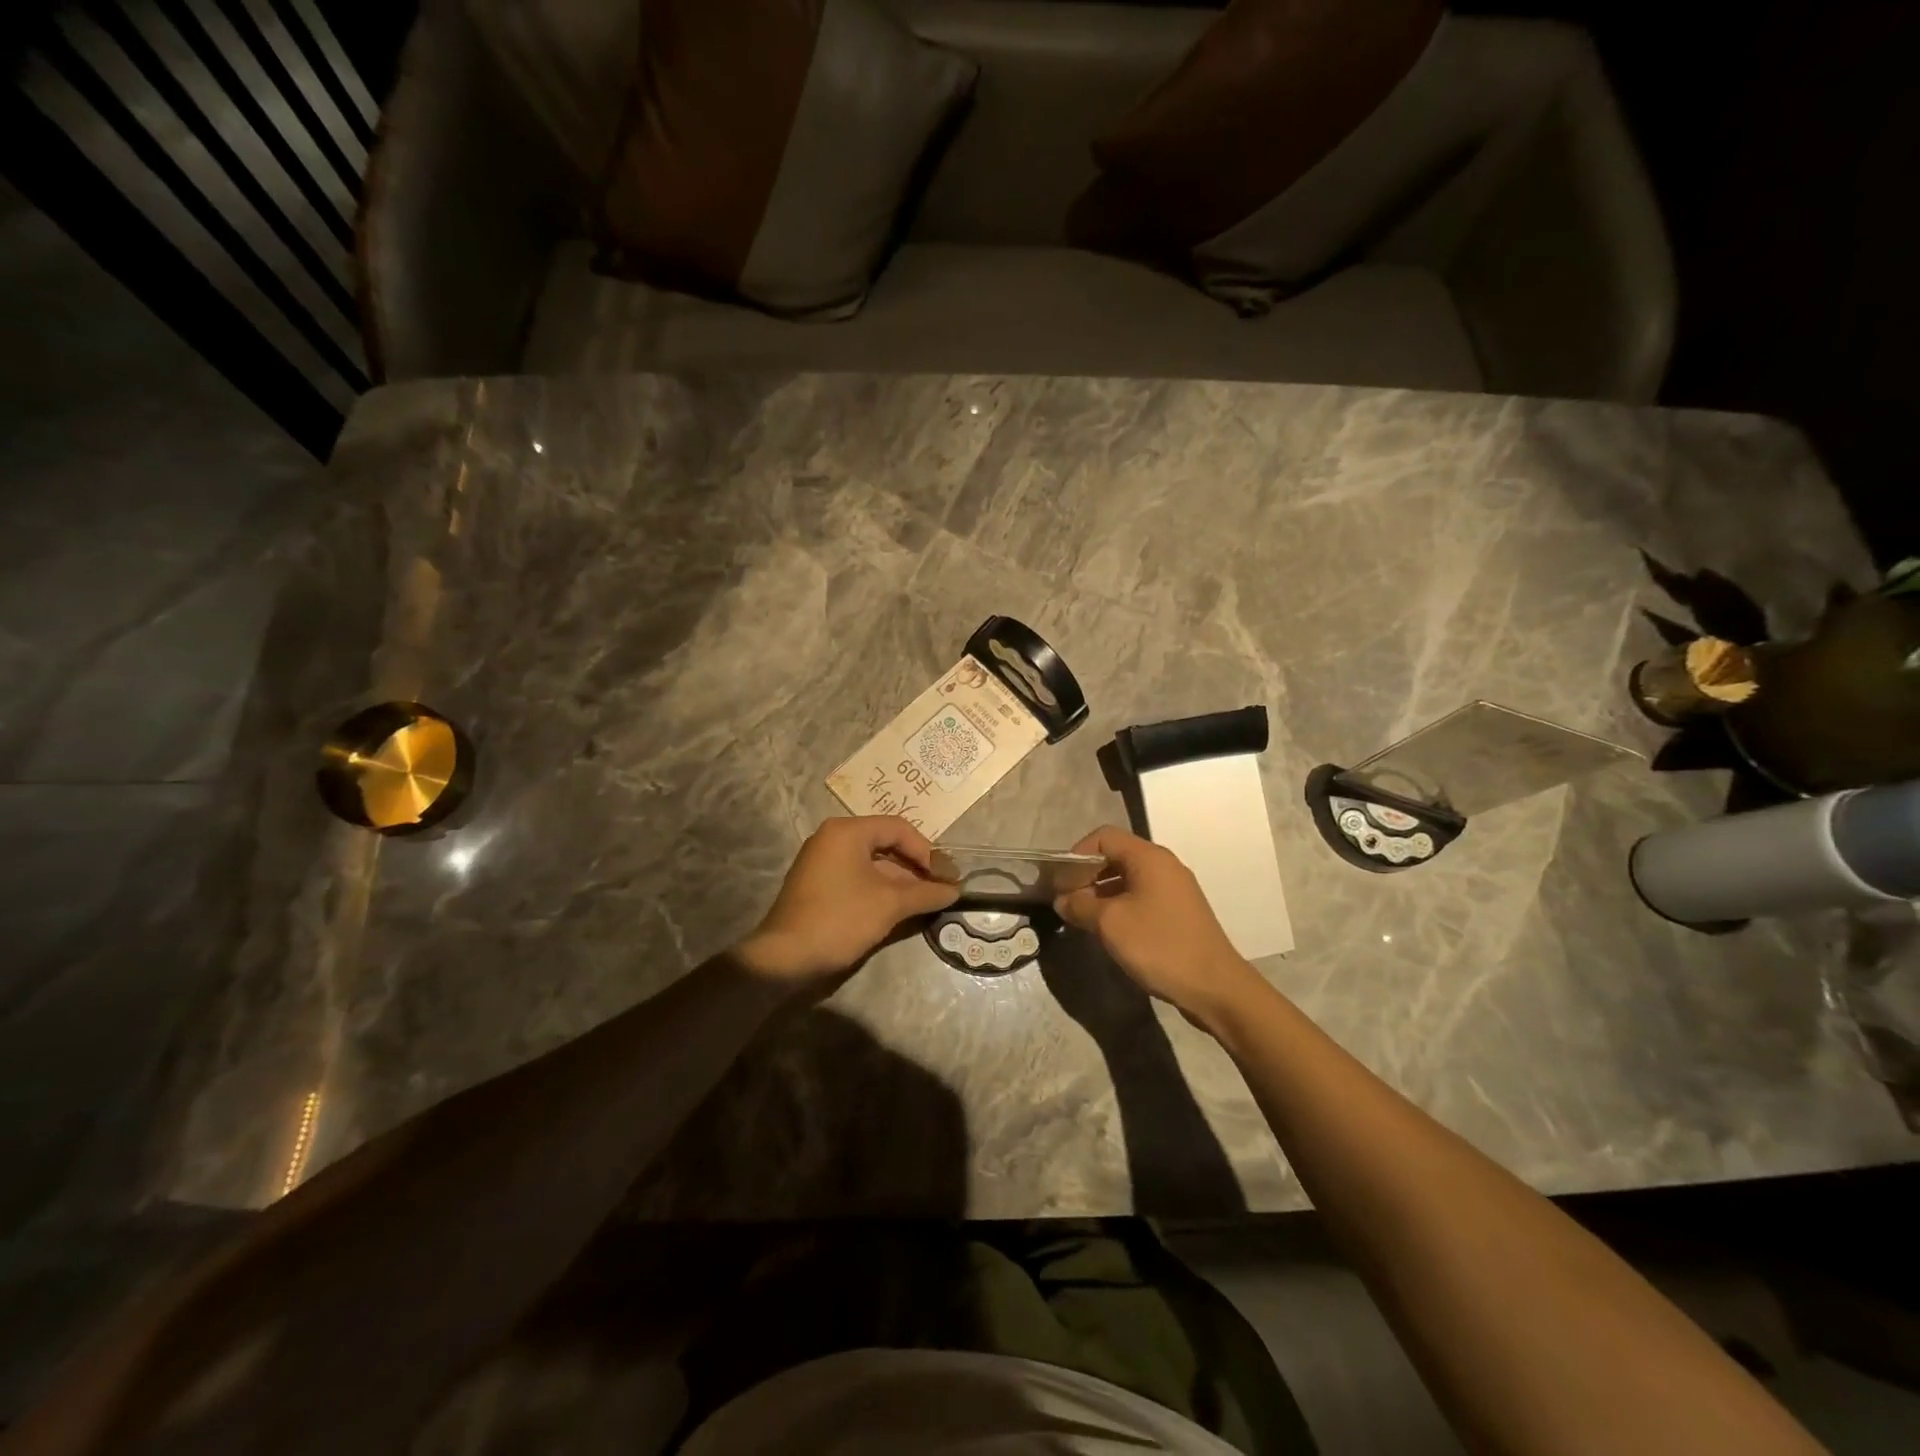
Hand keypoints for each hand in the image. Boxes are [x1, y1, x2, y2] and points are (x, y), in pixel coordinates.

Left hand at [736, 816, 959, 983]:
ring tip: (926, 901)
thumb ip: (925, 893)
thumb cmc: (840, 919)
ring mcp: (822, 861)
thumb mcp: (889, 905)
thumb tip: (955, 890)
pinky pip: (857, 877)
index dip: (926, 851)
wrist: (785, 958)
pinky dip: (880, 889)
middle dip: (915, 867)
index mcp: (847, 831)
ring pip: (872, 863)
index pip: (898, 828)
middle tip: (940, 888)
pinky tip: (899, 908)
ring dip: (901, 881)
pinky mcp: (818, 884)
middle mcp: (832, 838)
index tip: (944, 877)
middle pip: (886, 843)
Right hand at [1053, 826, 1261, 1025]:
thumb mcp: (1110, 924)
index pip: (1104, 837)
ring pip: (1127, 878)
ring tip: (1083, 919)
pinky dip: (1120, 906)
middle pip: (1116, 856)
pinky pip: (1141, 897)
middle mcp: (1164, 865)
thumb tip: (1062, 900)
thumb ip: (1080, 906)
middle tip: (1067, 901)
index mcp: (1149, 857)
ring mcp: (1174, 889)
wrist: (1215, 987)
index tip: (1060, 882)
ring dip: (1101, 893)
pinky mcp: (1178, 912)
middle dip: (1087, 875)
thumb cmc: (1159, 945)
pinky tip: (1109, 931)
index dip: (1077, 854)